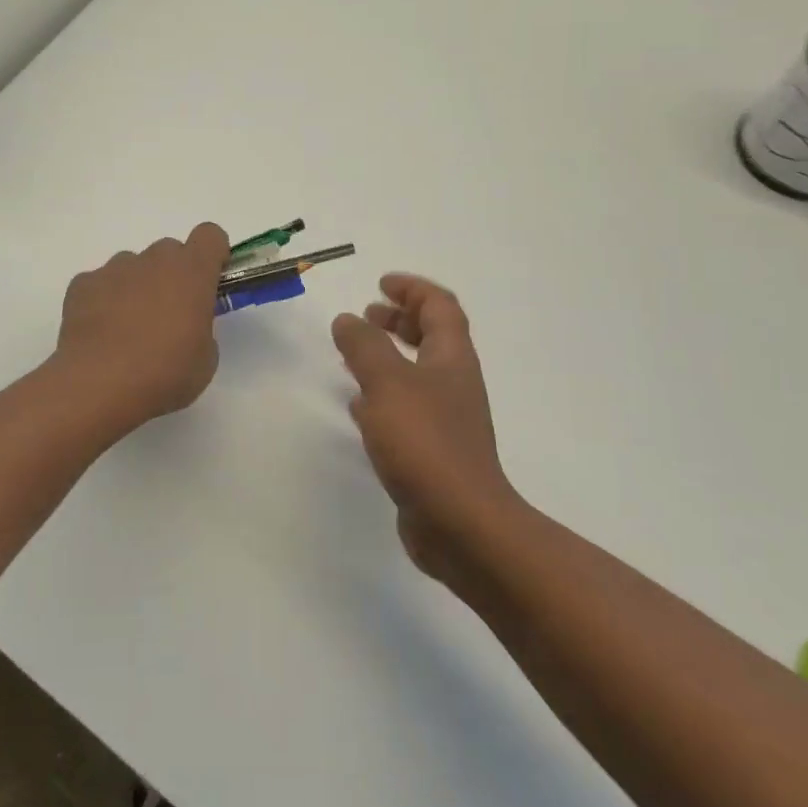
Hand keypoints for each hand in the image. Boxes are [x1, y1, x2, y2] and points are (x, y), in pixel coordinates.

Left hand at [54, 222, 230, 430]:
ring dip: (137, 287)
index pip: (210, 235)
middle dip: (172, 276)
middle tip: (169, 316)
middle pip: (169, 251)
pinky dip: (104, 301)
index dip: (213, 254)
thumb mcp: (204, 360)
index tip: (210, 280)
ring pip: (132, 266)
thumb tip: (186, 328)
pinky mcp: (82, 285)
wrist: (99, 385)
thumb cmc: (164, 373)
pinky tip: (100, 334)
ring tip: (128, 330)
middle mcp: (153, 260)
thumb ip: (201, 330)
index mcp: (191, 272)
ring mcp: (114, 269)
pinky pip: (100, 284)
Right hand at [332, 274, 515, 577]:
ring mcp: (446, 419)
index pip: (440, 306)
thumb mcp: (387, 382)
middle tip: (367, 316)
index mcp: (451, 358)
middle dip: (400, 319)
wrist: (459, 522)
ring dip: (389, 356)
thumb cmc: (425, 442)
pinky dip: (382, 395)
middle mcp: (454, 383)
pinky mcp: (432, 450)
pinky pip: (406, 408)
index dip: (412, 289)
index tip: (381, 284)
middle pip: (433, 336)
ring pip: (417, 373)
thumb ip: (364, 346)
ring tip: (355, 354)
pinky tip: (358, 405)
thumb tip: (348, 319)